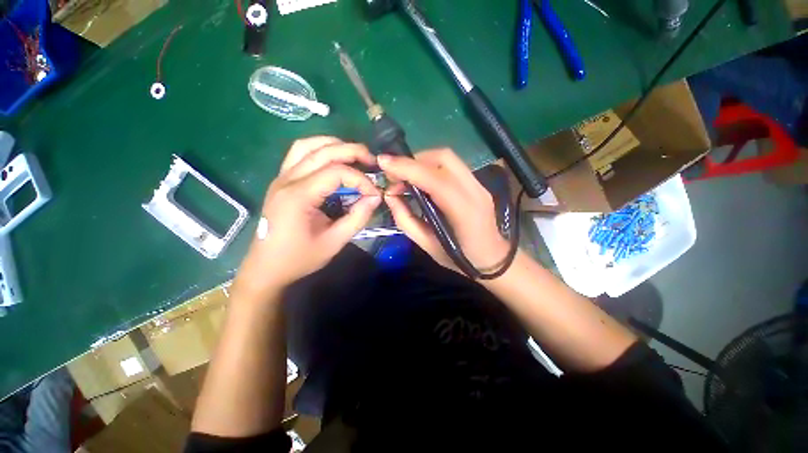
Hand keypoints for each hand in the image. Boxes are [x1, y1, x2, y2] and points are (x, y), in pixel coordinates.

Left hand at [232, 137, 380, 298]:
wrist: (266, 268)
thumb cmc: (299, 258)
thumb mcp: (334, 242)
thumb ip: (357, 218)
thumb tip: (375, 197)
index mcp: (298, 196)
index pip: (336, 173)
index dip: (361, 180)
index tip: (374, 194)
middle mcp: (287, 180)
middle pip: (323, 151)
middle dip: (352, 151)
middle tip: (372, 161)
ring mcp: (281, 177)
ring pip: (308, 145)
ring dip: (334, 145)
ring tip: (355, 156)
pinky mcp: (281, 180)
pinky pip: (299, 153)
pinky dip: (319, 149)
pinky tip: (333, 159)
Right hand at [378, 149, 508, 273]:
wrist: (493, 258)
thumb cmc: (459, 258)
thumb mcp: (427, 245)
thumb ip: (406, 219)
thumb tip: (390, 195)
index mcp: (464, 213)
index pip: (435, 181)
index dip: (408, 168)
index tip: (383, 162)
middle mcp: (475, 192)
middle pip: (443, 158)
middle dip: (413, 160)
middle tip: (394, 173)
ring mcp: (479, 185)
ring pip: (448, 158)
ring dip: (422, 161)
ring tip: (405, 175)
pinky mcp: (478, 184)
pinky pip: (452, 165)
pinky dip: (431, 166)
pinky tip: (421, 178)